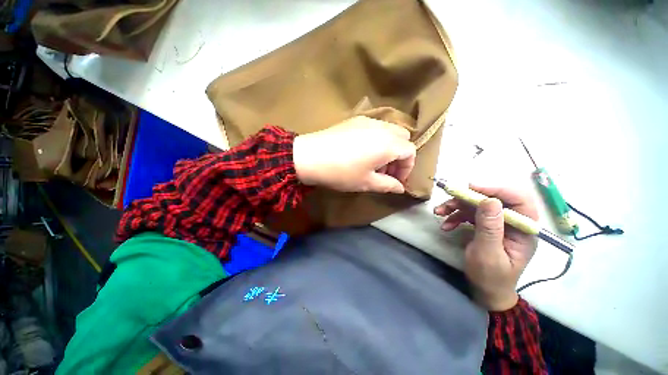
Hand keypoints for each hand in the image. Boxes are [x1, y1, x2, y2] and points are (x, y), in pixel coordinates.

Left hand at [293, 116, 415, 192]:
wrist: (310, 156)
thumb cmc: (341, 173)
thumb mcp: (366, 183)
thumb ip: (388, 185)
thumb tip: (400, 188)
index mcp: (388, 144)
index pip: (410, 151)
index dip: (407, 168)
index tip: (396, 180)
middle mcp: (382, 127)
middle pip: (403, 138)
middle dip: (399, 156)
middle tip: (386, 171)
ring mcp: (368, 120)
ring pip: (390, 131)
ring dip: (389, 147)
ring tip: (374, 162)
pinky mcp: (355, 119)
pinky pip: (375, 127)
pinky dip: (377, 139)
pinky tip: (362, 151)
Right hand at [434, 185, 538, 310]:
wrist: (485, 291)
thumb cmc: (490, 277)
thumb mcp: (488, 253)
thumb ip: (489, 228)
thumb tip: (489, 200)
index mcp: (523, 230)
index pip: (519, 201)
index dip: (497, 190)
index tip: (471, 188)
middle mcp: (512, 223)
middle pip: (492, 200)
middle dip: (468, 198)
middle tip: (449, 199)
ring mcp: (497, 224)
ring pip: (477, 206)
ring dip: (456, 207)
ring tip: (439, 212)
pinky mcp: (485, 227)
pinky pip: (469, 215)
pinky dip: (455, 217)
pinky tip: (446, 225)